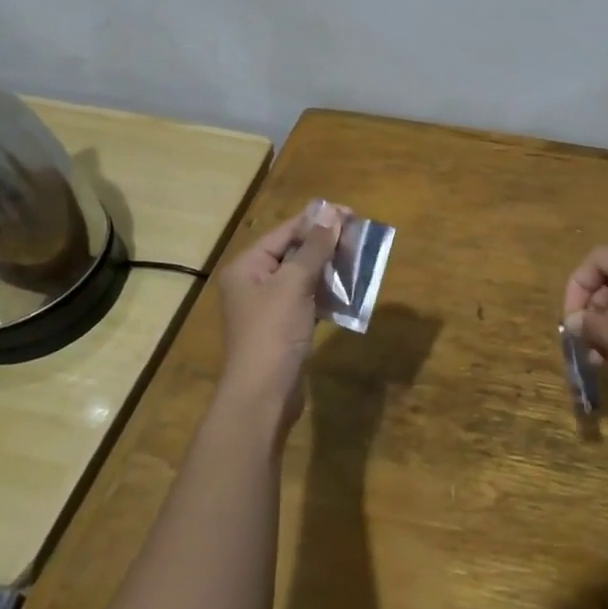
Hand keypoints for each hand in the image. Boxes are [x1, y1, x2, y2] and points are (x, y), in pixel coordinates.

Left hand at [216, 205, 342, 433]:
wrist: (263, 396)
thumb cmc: (274, 333)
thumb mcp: (295, 284)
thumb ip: (314, 248)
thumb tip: (330, 212)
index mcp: (247, 266)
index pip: (285, 232)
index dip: (317, 221)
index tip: (351, 214)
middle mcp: (253, 282)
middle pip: (294, 252)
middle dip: (326, 244)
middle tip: (360, 236)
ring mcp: (268, 307)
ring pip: (303, 276)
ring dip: (330, 268)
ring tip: (360, 259)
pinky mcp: (284, 327)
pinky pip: (308, 299)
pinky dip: (327, 293)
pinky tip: (350, 290)